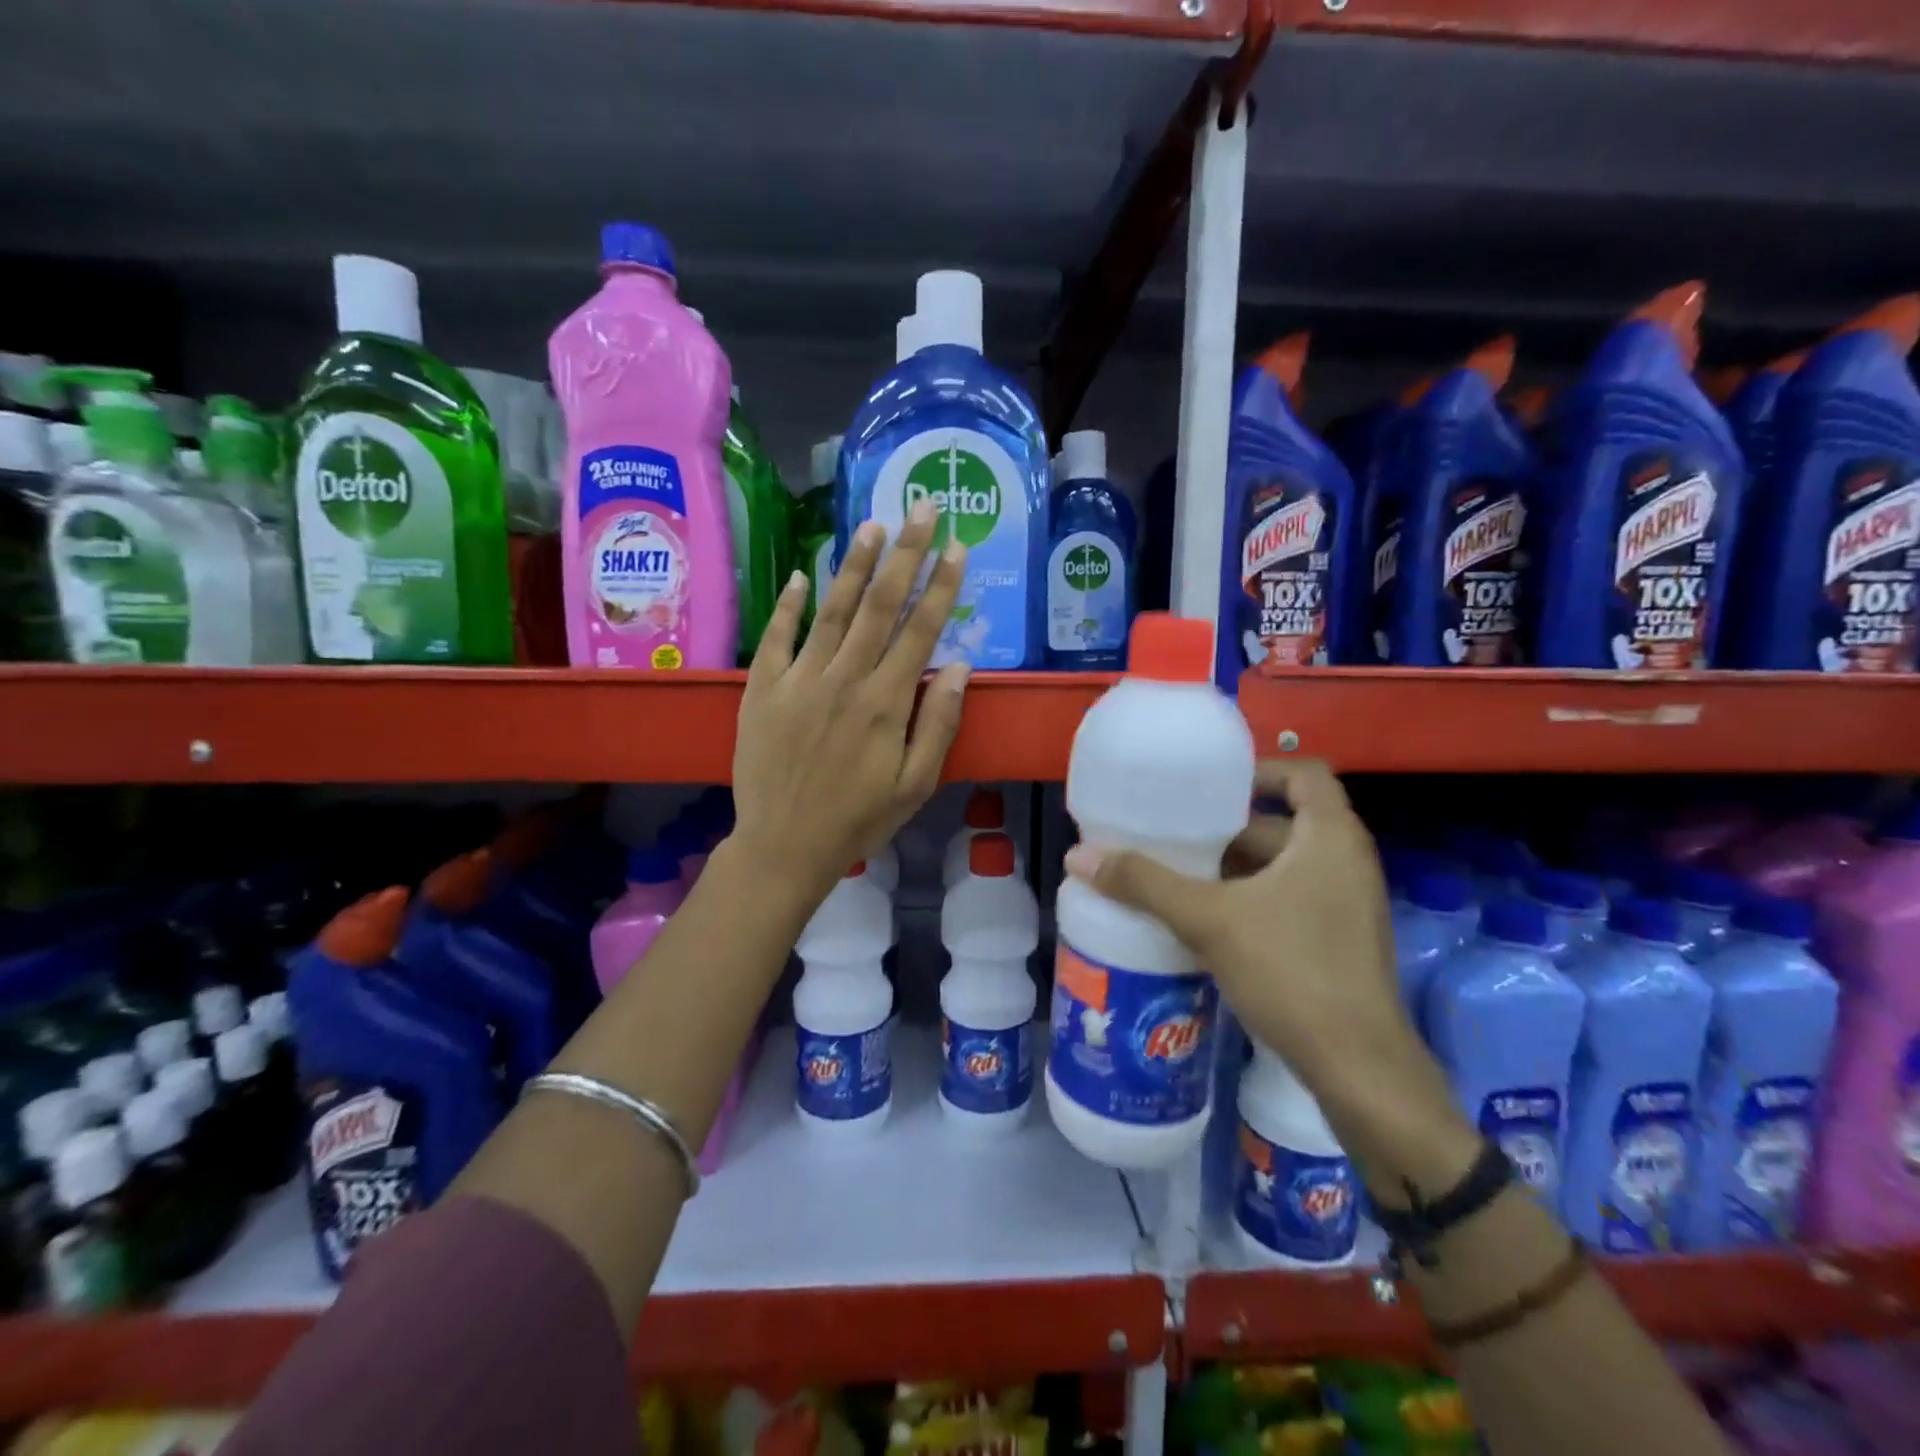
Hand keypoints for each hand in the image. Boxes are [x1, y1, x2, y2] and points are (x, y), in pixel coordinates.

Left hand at [729, 500, 968, 905]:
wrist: (783, 846)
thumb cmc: (858, 819)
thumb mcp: (914, 784)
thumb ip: (937, 723)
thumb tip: (958, 666)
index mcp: (884, 703)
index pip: (919, 631)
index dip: (941, 586)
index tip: (956, 547)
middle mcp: (843, 679)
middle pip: (879, 605)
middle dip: (904, 553)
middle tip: (920, 509)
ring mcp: (798, 680)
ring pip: (832, 611)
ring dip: (853, 565)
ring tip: (870, 524)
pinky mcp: (762, 690)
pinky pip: (776, 638)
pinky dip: (788, 606)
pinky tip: (800, 577)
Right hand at [1063, 758, 1419, 1101]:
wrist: (1358, 1069)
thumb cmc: (1292, 972)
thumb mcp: (1209, 920)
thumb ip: (1144, 884)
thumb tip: (1078, 857)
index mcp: (1330, 838)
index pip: (1304, 773)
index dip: (1257, 771)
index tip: (1208, 788)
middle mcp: (1347, 862)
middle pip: (1283, 823)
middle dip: (1227, 829)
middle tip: (1173, 835)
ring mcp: (1347, 905)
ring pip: (1283, 866)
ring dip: (1234, 868)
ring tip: (1177, 874)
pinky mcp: (1340, 942)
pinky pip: (1289, 899)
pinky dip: (1250, 898)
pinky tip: (1205, 920)